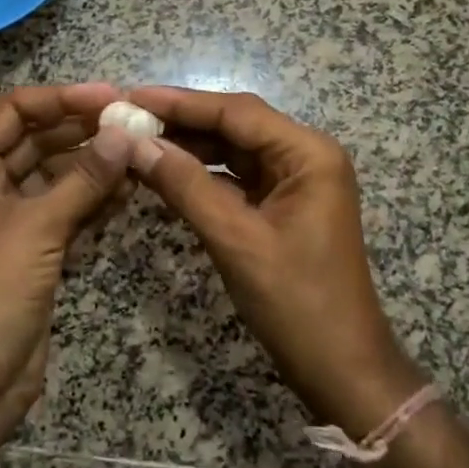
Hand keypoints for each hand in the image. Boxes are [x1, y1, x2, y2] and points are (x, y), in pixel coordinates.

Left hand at [0, 83, 133, 432]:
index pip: (15, 111)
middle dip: (84, 130)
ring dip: (95, 164)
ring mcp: (10, 219)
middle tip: (135, 123)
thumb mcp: (37, 229)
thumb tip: (125, 133)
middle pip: (38, 140)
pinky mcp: (33, 249)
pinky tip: (130, 189)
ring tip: (141, 152)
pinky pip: (66, 209)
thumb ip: (84, 179)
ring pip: (57, 175)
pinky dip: (94, 199)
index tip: (111, 97)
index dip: (62, 98)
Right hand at [125, 87, 425, 436]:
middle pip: (235, 125)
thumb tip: (135, 144)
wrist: (343, 371)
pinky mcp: (284, 207)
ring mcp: (296, 182)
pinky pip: (237, 178)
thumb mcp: (236, 241)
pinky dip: (202, 175)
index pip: (236, 111)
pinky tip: (165, 173)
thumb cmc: (297, 304)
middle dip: (182, 122)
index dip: (181, 102)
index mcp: (308, 153)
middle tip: (126, 118)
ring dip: (189, 147)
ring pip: (234, 151)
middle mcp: (305, 157)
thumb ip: (186, 186)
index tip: (131, 96)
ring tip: (136, 141)